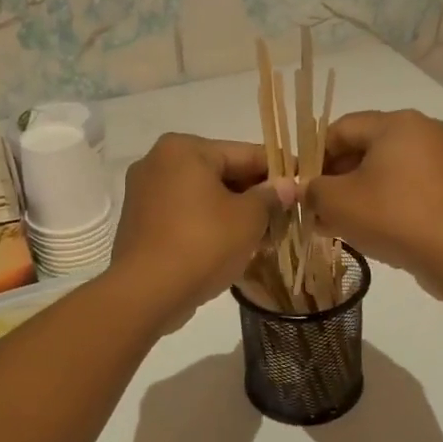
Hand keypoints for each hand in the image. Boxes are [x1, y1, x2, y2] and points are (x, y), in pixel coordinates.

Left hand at [109, 134, 295, 330]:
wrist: (147, 292)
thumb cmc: (202, 244)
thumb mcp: (248, 219)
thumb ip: (270, 197)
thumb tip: (287, 186)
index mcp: (184, 149)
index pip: (244, 153)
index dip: (278, 170)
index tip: (303, 182)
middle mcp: (158, 162)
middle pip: (220, 173)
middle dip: (253, 195)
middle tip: (285, 216)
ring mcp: (144, 194)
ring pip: (202, 197)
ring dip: (232, 213)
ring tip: (263, 236)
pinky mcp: (139, 224)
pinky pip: (184, 216)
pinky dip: (208, 226)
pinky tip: (231, 247)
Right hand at [304, 110, 442, 295]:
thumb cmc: (393, 217)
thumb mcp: (337, 202)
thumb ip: (312, 190)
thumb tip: (306, 191)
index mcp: (396, 123)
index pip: (341, 128)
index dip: (313, 156)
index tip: (300, 186)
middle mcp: (423, 132)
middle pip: (364, 149)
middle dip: (334, 179)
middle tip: (314, 209)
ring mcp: (442, 161)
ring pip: (385, 171)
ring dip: (356, 194)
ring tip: (335, 224)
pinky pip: (406, 188)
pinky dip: (383, 203)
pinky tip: (367, 230)